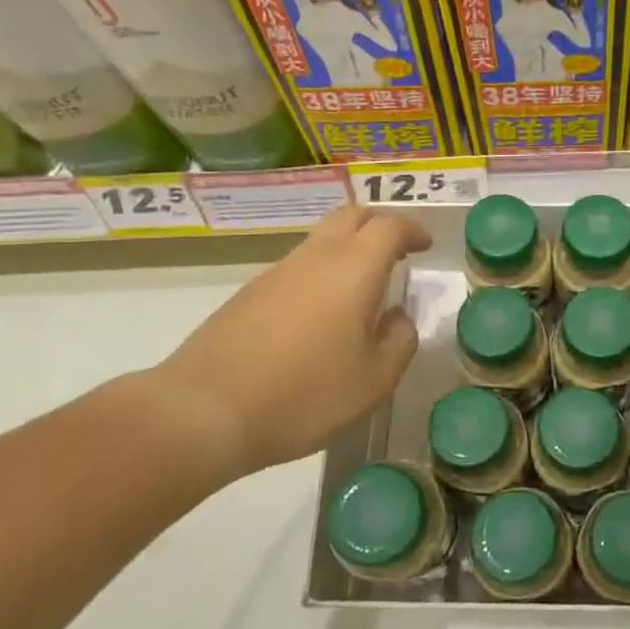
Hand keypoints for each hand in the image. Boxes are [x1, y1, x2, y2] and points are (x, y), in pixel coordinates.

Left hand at [152, 205, 431, 480]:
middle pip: (350, 217)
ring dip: (348, 250)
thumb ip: (398, 342)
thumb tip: (398, 319)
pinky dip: (320, 274)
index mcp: (352, 270)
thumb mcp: (373, 381)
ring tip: (362, 290)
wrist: (204, 411)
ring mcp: (276, 274)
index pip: (389, 227)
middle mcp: (314, 258)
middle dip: (379, 225)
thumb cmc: (304, 395)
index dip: (412, 230)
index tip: (425, 245)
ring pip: (320, 241)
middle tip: (397, 252)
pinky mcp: (248, 295)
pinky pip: (296, 268)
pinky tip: (321, 317)